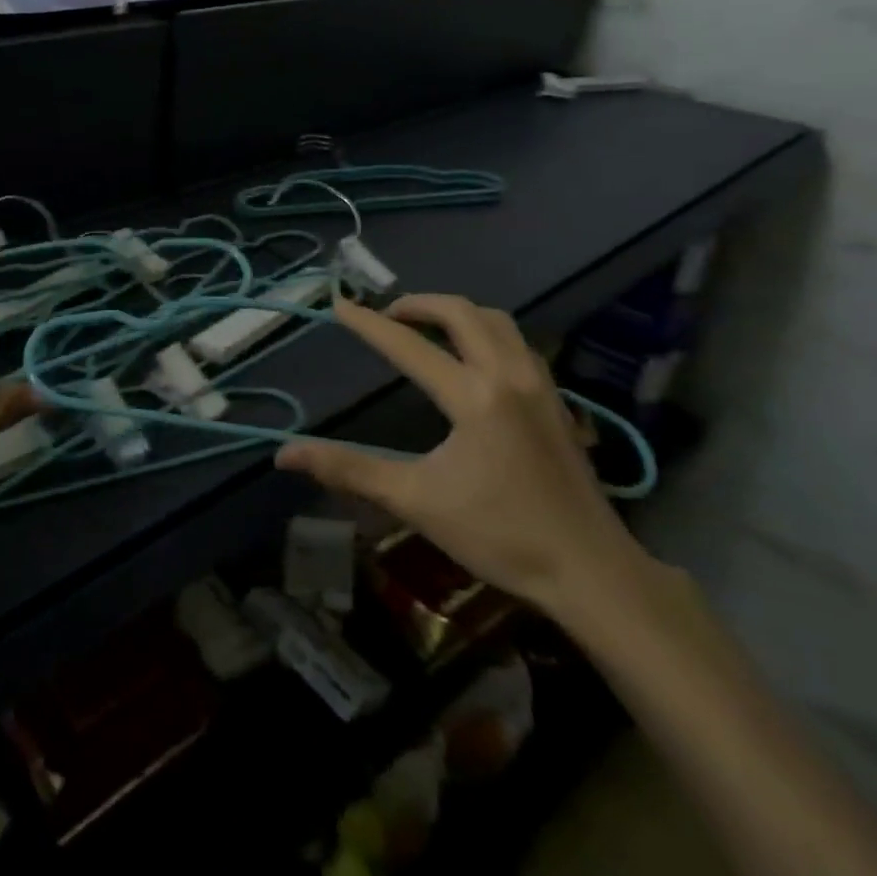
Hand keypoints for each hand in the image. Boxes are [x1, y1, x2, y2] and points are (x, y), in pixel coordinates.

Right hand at [276, 295, 653, 615]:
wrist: (591, 571)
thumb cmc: (499, 535)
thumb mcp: (415, 501)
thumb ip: (349, 469)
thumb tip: (285, 455)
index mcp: (473, 396)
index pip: (408, 346)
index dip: (368, 324)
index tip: (339, 304)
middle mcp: (509, 376)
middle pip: (462, 313)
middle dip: (419, 304)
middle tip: (387, 315)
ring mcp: (540, 385)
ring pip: (497, 322)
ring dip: (457, 313)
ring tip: (427, 328)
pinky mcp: (558, 402)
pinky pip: (518, 344)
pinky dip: (487, 333)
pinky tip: (474, 359)